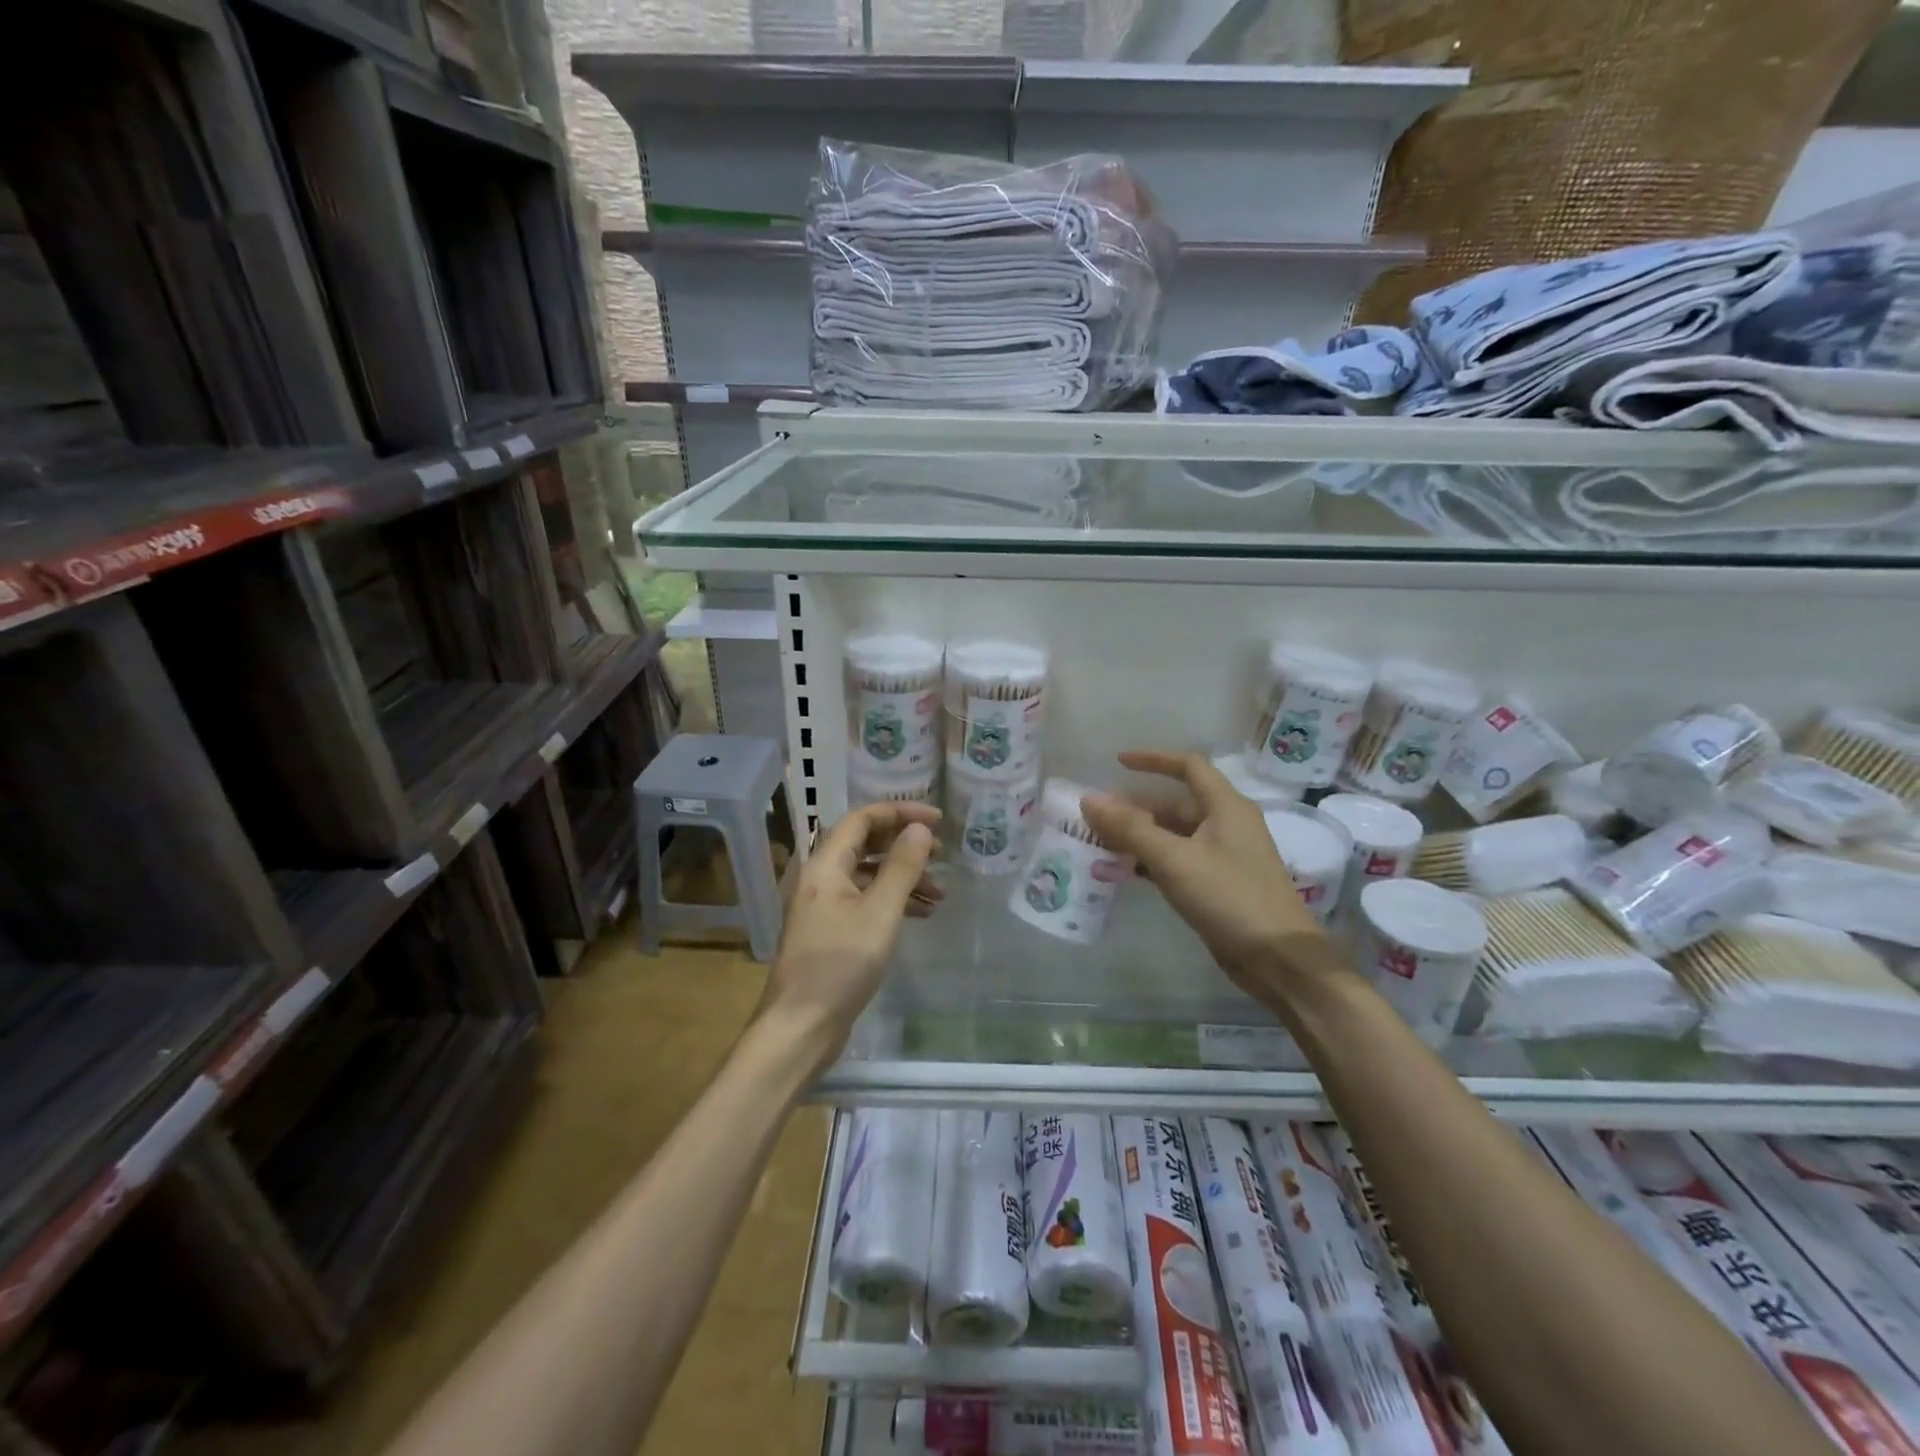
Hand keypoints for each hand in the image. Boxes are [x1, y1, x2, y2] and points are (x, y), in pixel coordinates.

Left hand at [757, 802, 940, 1070]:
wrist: (801, 1026)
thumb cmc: (840, 965)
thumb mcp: (880, 912)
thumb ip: (901, 867)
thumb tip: (919, 829)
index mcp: (825, 865)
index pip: (862, 819)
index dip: (900, 812)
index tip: (937, 820)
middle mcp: (820, 878)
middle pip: (865, 844)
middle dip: (904, 844)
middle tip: (942, 852)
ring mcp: (824, 906)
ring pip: (868, 874)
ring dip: (903, 876)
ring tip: (940, 892)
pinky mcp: (831, 931)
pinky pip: (866, 900)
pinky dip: (893, 901)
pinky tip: (921, 915)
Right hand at [1080, 751, 1344, 1005]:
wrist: (1277, 958)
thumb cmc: (1229, 897)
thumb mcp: (1174, 859)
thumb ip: (1130, 828)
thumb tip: (1090, 799)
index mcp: (1226, 807)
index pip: (1188, 766)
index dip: (1153, 759)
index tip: (1118, 764)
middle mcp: (1228, 824)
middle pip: (1177, 804)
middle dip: (1138, 807)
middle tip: (1099, 817)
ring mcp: (1227, 855)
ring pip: (1177, 834)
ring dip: (1143, 835)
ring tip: (1104, 843)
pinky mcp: (1222, 883)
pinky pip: (1181, 859)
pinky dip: (1154, 859)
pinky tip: (1128, 871)